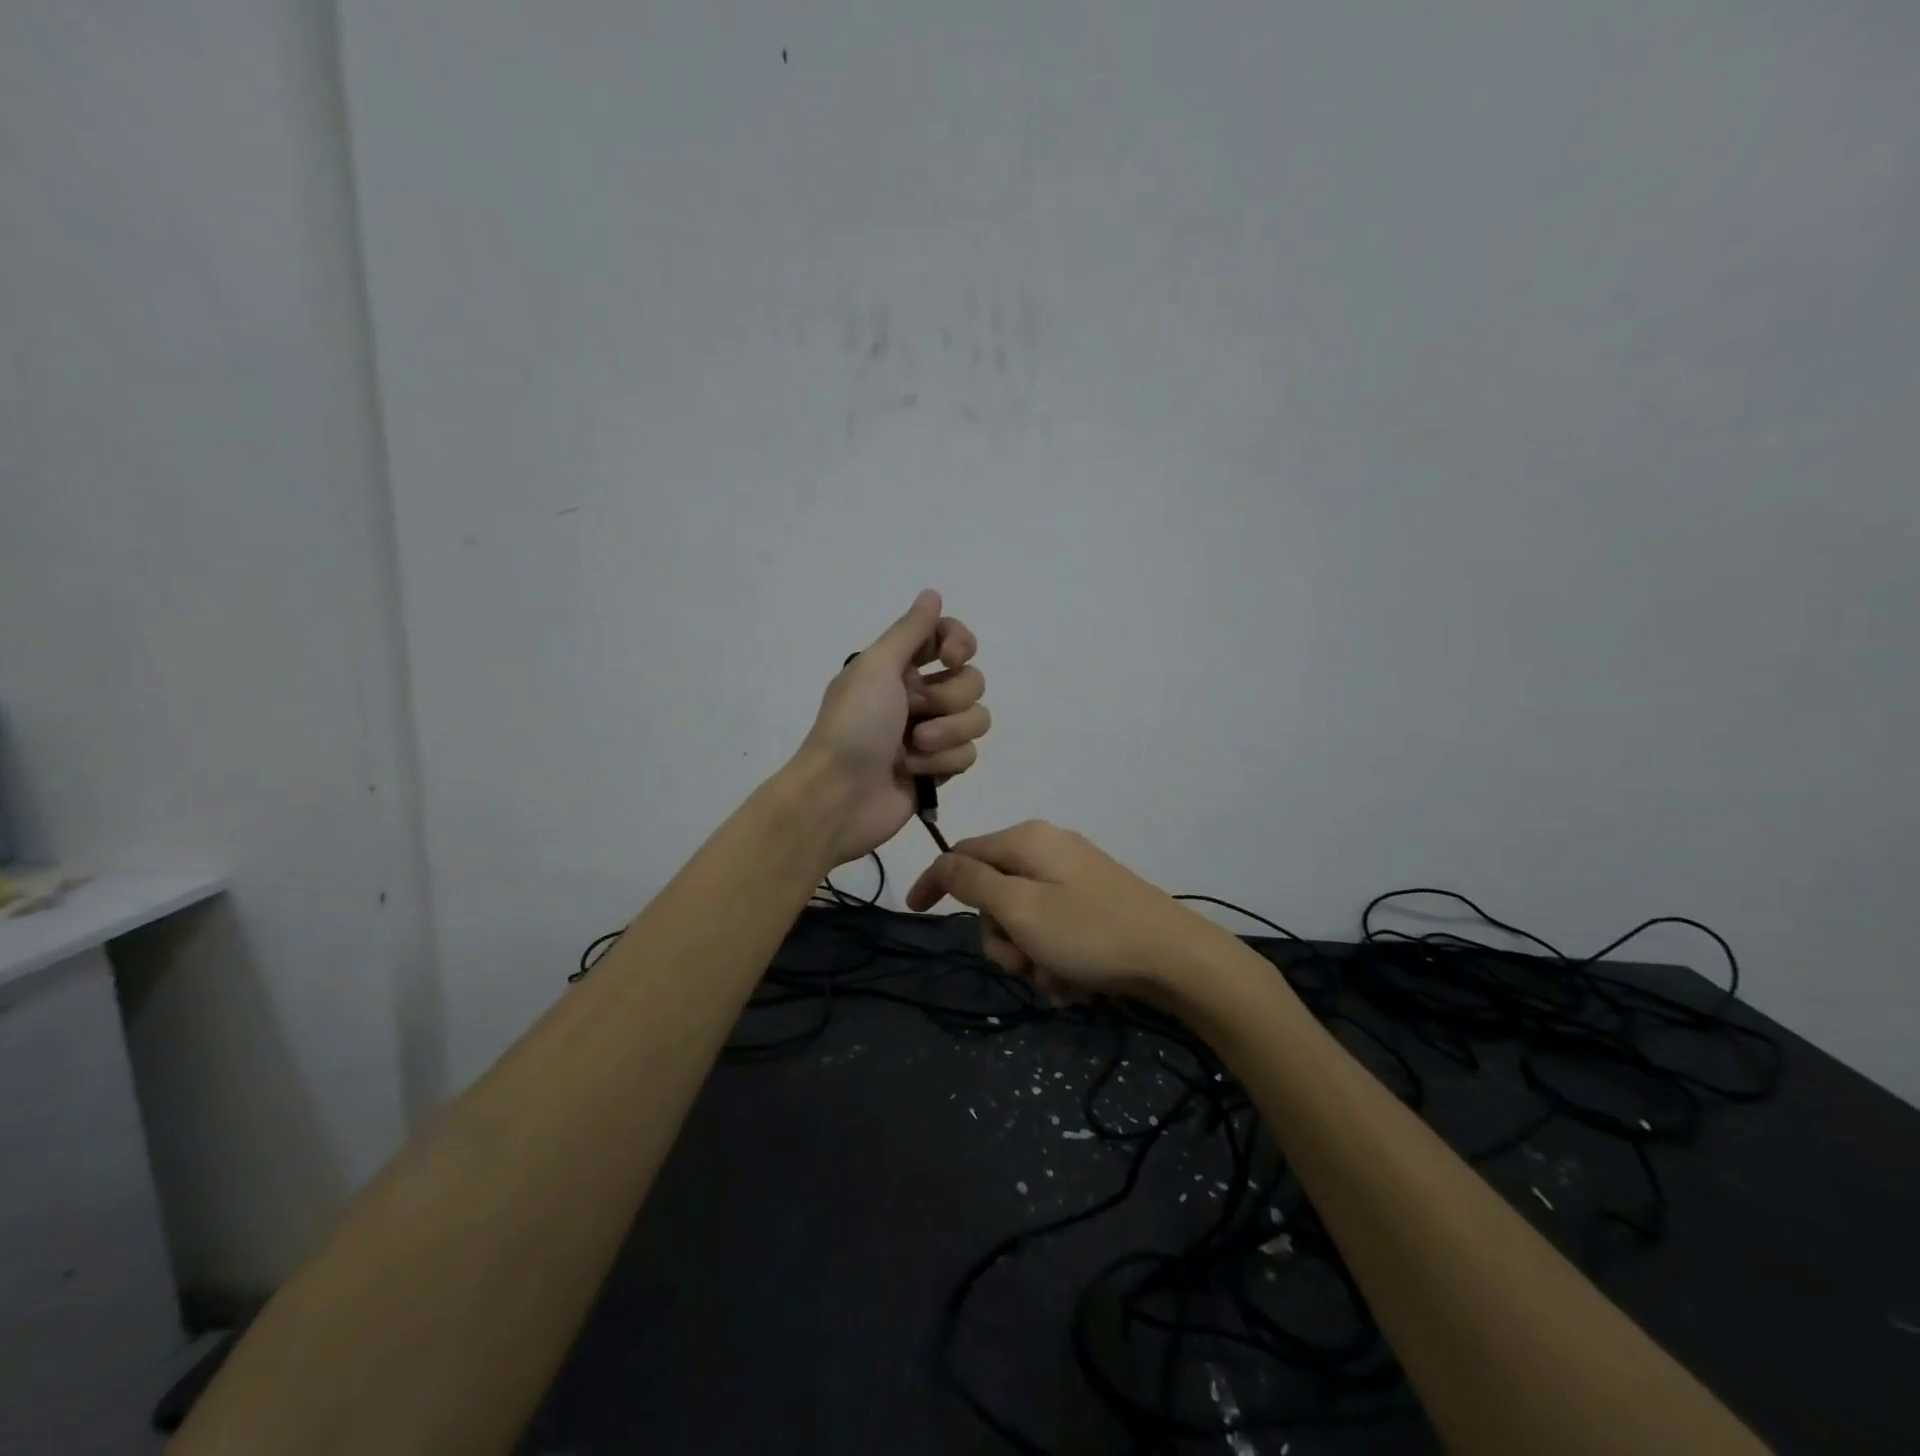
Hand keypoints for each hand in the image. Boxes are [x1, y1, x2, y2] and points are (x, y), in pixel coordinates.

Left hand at [796, 590, 989, 864]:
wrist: (838, 796)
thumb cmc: (853, 726)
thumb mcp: (876, 667)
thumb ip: (910, 630)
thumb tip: (932, 593)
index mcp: (899, 667)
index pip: (949, 638)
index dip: (959, 643)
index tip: (951, 657)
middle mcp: (917, 695)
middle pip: (971, 681)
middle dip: (949, 698)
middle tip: (916, 712)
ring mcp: (931, 733)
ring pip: (977, 719)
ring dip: (948, 733)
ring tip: (914, 748)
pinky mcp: (938, 769)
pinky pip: (968, 755)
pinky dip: (943, 763)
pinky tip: (914, 772)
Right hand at [905, 820, 1235, 1001]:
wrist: (1177, 958)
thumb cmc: (1090, 932)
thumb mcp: (1021, 909)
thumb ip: (974, 882)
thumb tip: (944, 860)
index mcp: (1028, 841)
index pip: (963, 853)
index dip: (935, 881)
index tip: (915, 912)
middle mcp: (1049, 850)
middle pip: (995, 894)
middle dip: (1001, 938)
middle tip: (1023, 965)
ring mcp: (1075, 877)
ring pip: (1024, 920)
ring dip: (1030, 957)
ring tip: (1057, 981)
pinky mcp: (1095, 904)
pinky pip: (1054, 930)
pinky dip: (1055, 959)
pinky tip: (1076, 984)